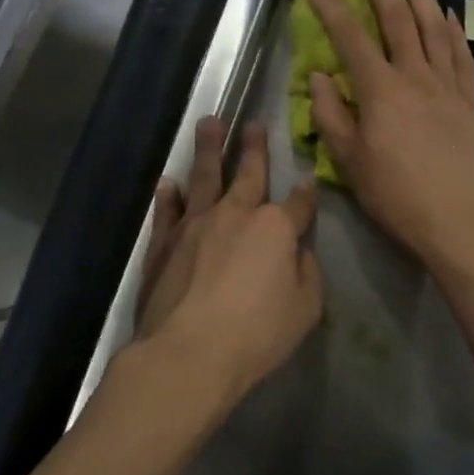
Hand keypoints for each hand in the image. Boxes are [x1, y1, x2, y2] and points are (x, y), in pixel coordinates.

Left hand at [132, 116, 322, 415]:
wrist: (189, 351)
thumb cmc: (257, 333)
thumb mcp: (305, 308)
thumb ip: (306, 273)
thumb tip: (298, 252)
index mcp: (274, 229)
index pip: (297, 204)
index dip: (306, 193)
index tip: (309, 180)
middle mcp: (235, 215)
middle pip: (248, 174)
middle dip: (253, 148)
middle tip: (253, 123)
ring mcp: (195, 225)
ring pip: (204, 177)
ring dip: (208, 149)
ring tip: (209, 122)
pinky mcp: (164, 244)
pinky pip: (167, 211)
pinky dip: (169, 196)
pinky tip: (169, 182)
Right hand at [308, 0, 473, 269]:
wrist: (454, 218)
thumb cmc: (394, 193)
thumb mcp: (348, 160)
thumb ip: (331, 114)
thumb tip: (319, 76)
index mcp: (380, 91)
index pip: (352, 39)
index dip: (333, 10)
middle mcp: (415, 76)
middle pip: (397, 19)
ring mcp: (447, 85)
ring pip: (433, 27)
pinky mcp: (469, 100)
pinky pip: (461, 54)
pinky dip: (453, 28)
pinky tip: (447, 13)